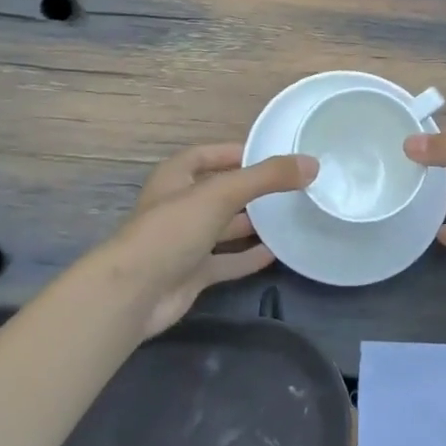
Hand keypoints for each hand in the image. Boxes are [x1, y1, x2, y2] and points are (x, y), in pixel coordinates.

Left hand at [98, 144, 316, 337]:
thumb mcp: (221, 193)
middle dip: (251, 189)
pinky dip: (248, 257)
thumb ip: (266, 177)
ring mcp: (185, 241)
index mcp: (176, 176)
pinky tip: (277, 253)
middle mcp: (180, 205)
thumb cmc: (172, 230)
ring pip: (224, 226)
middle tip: (290, 187)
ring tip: (289, 217)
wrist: (134, 294)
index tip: (273, 154)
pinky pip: (226, 261)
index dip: (237, 152)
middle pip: (220, 191)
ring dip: (252, 223)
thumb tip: (311, 163)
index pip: (209, 155)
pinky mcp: (192, 273)